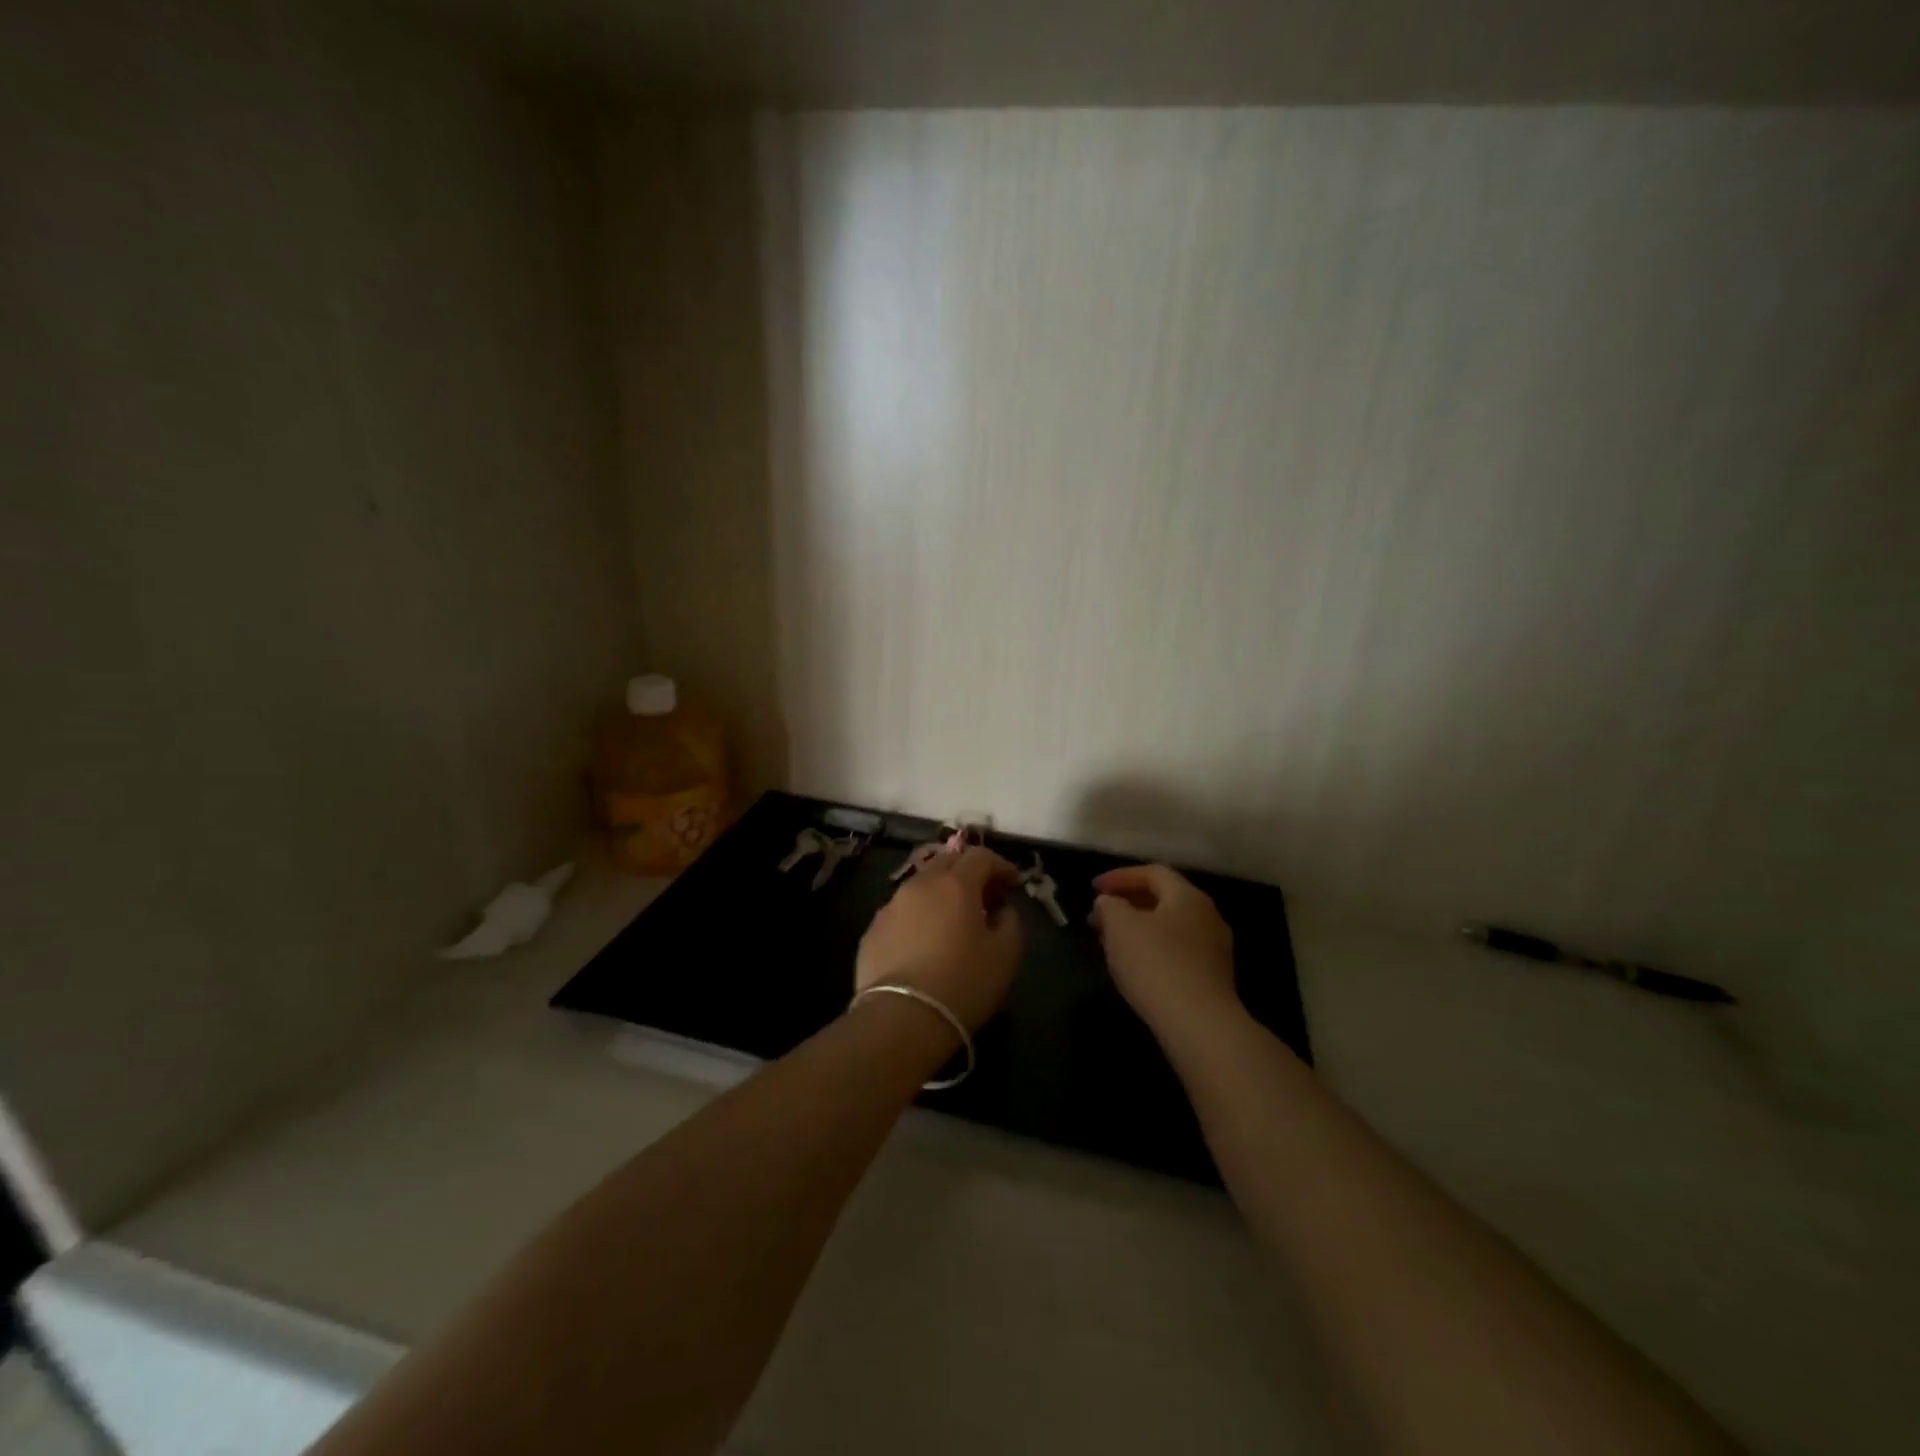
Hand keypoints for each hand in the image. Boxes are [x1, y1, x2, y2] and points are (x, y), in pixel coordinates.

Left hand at [856, 846, 1023, 1032]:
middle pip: (947, 862)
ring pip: (921, 885)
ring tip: (954, 920)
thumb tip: (1002, 911)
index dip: (1001, 865)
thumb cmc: (962, 983)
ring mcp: (890, 906)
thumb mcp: (1005, 955)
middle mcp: (919, 885)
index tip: (1013, 884)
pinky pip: (902, 912)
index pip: (981, 856)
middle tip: (986, 897)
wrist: (900, 1019)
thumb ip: (1010, 922)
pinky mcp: (872, 931)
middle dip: (970, 872)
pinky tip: (925, 942)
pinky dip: (919, 916)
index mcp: (955, 884)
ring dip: (942, 893)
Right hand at [1090, 864, 1238, 1033]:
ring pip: (1170, 927)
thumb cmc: (1156, 965)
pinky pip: (1178, 952)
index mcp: (1188, 897)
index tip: (1093, 889)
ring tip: (1111, 943)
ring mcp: (1215, 949)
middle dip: (1127, 904)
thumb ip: (1109, 905)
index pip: (1153, 873)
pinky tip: (1135, 967)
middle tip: (1099, 918)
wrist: (1200, 1025)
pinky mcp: (1214, 978)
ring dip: (1138, 929)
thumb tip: (1109, 902)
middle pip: (1164, 899)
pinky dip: (1153, 950)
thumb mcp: (1120, 927)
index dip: (1120, 876)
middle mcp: (1208, 916)